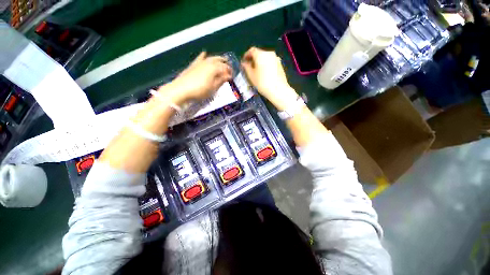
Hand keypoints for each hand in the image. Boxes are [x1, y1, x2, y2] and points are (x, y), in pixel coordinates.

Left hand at [159, 52, 232, 104]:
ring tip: (222, 60)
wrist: (181, 89)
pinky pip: (200, 58)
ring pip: (211, 58)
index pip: (225, 68)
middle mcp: (208, 63)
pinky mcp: (193, 65)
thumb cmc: (200, 91)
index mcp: (215, 68)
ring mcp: (200, 62)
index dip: (229, 72)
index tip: (232, 76)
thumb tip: (228, 76)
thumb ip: (221, 81)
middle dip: (225, 63)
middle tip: (229, 67)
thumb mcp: (213, 88)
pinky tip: (204, 53)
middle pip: (219, 61)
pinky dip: (203, 55)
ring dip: (217, 58)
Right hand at [241, 47, 297, 110]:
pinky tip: (264, 74)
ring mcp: (276, 59)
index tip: (244, 61)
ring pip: (265, 58)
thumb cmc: (262, 82)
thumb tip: (244, 63)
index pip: (251, 50)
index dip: (246, 55)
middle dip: (253, 59)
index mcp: (260, 54)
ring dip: (260, 63)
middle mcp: (269, 53)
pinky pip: (270, 62)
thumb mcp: (251, 76)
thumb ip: (246, 67)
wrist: (278, 90)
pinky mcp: (280, 65)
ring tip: (257, 72)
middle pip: (259, 54)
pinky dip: (266, 66)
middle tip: (249, 68)